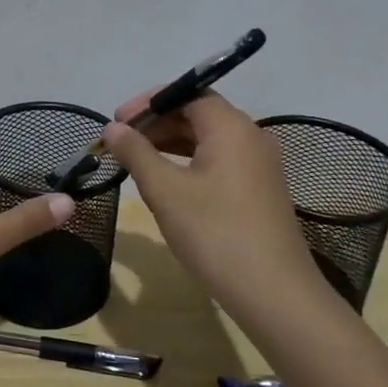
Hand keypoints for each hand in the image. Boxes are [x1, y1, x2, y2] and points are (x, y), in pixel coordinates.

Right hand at [101, 91, 322, 308]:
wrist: (274, 293)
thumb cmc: (215, 233)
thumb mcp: (165, 191)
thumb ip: (136, 153)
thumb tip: (113, 128)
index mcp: (231, 127)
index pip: (188, 93)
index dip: (149, 103)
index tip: (118, 121)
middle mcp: (251, 137)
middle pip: (199, 113)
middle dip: (158, 123)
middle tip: (122, 142)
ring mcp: (260, 165)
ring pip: (209, 139)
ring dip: (171, 143)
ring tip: (137, 160)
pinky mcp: (260, 190)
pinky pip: (220, 160)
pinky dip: (190, 162)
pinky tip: (168, 182)